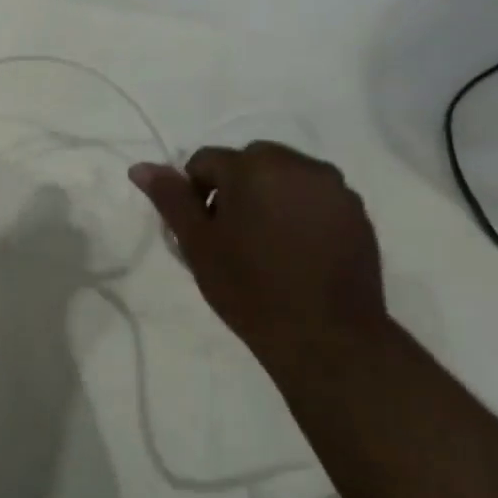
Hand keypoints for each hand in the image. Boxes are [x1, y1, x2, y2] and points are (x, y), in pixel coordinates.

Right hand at [129, 142, 390, 360]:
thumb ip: (170, 198)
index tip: (201, 230)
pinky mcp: (357, 213)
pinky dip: (298, 211)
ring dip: (267, 196)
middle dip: (233, 188)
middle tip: (229, 235)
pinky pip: (314, 197)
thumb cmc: (248, 287)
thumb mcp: (196, 243)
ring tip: (264, 243)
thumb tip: (140, 167)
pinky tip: (294, 251)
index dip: (194, 193)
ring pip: (284, 177)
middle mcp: (299, 165)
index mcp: (253, 167)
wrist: (325, 336)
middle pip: (249, 162)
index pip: (205, 161)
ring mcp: (334, 188)